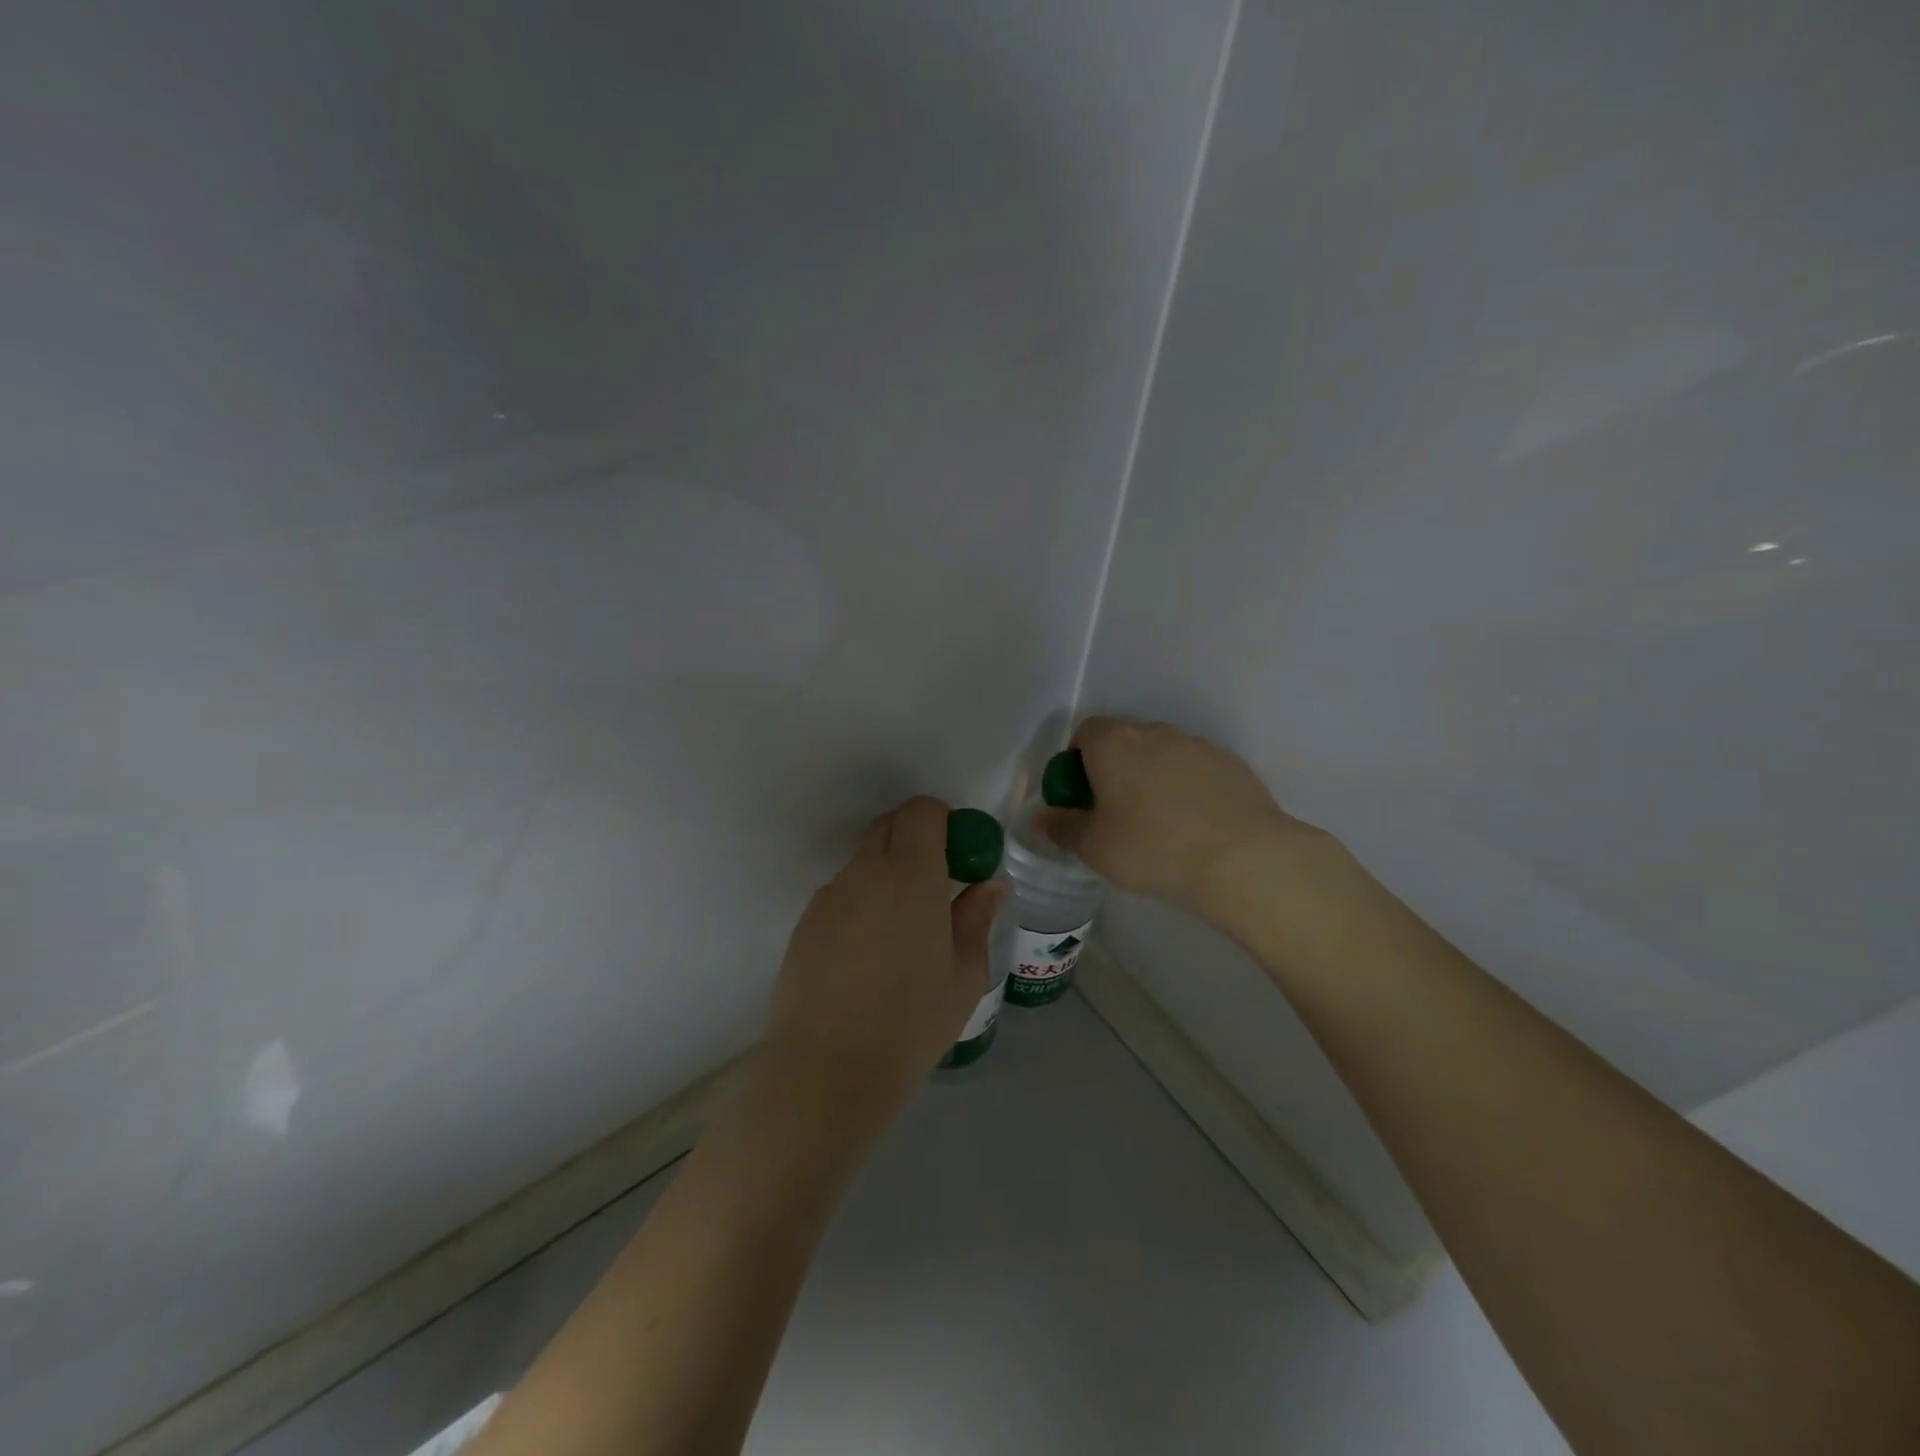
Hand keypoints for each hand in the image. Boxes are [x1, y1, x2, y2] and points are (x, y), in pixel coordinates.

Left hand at [765, 796, 1005, 1119]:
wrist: (826, 1070)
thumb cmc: (910, 1023)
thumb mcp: (963, 975)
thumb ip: (976, 918)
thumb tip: (990, 884)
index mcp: (910, 877)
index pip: (921, 812)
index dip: (943, 820)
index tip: (958, 853)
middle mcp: (865, 873)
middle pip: (889, 827)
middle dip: (916, 840)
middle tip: (936, 886)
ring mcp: (830, 896)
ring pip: (864, 861)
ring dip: (888, 874)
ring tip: (902, 931)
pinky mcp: (806, 922)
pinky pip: (842, 893)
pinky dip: (862, 902)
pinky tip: (868, 954)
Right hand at [1042, 718, 1316, 913]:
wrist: (1241, 857)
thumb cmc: (1151, 848)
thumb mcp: (1094, 848)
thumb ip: (1062, 828)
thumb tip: (1042, 818)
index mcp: (1114, 743)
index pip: (1085, 732)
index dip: (1077, 761)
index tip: (1082, 796)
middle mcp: (1154, 732)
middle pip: (1124, 741)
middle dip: (1115, 769)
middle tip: (1117, 813)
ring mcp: (1197, 745)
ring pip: (1163, 754)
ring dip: (1154, 777)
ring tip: (1161, 823)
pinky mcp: (1231, 763)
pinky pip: (1196, 769)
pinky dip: (1189, 787)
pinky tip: (1196, 825)